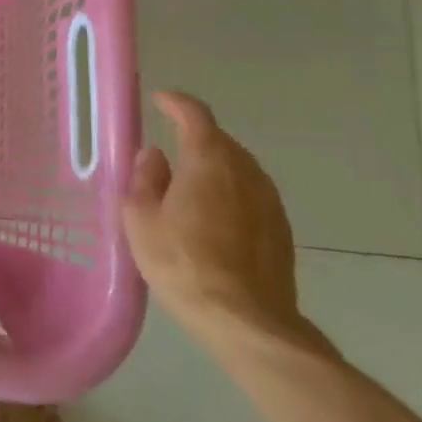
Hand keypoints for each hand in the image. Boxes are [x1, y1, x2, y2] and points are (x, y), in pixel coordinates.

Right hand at [122, 92, 312, 353]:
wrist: (245, 320)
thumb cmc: (182, 262)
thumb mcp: (141, 218)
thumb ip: (145, 178)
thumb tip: (154, 155)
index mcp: (209, 160)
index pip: (195, 115)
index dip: (176, 103)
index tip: (160, 101)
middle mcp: (245, 171)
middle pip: (220, 140)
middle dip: (195, 136)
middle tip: (168, 148)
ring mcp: (269, 200)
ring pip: (239, 168)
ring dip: (214, 165)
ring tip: (189, 182)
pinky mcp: (281, 229)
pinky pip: (251, 194)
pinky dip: (230, 192)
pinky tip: (213, 215)